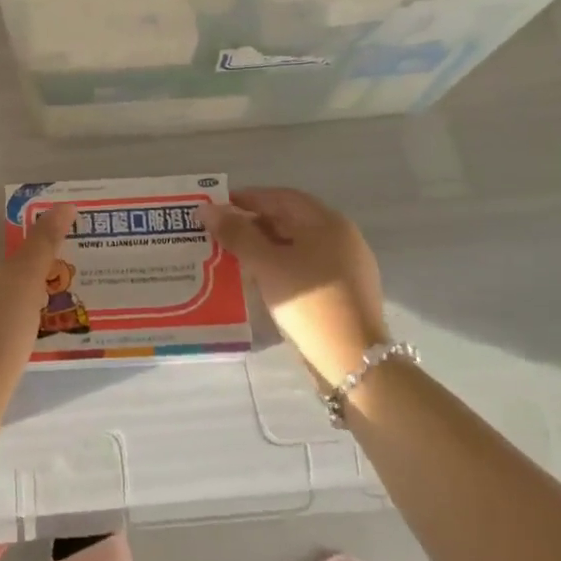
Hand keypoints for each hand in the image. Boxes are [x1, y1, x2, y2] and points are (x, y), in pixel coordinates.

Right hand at [202, 187, 386, 385]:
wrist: (354, 363)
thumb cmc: (308, 303)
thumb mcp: (266, 264)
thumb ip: (235, 233)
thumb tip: (206, 209)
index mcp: (327, 222)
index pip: (280, 197)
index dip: (247, 198)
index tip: (217, 207)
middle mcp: (342, 237)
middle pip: (291, 220)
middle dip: (254, 224)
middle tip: (221, 233)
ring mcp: (348, 266)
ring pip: (298, 245)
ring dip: (266, 246)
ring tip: (234, 256)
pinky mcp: (346, 292)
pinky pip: (307, 267)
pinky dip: (282, 266)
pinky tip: (261, 279)